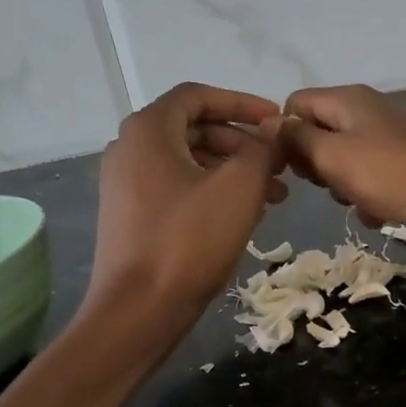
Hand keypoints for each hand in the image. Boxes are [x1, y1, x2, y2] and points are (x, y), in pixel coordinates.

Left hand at [81, 82, 284, 346]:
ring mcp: (126, 185)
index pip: (198, 96)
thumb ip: (262, 150)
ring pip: (188, 162)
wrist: (138, 310)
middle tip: (280, 165)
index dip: (242, 103)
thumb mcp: (238, 189)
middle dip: (242, 143)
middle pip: (194, 129)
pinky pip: (177, 189)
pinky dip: (211, 192)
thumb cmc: (189, 241)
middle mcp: (129, 149)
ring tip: (273, 196)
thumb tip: (276, 129)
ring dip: (232, 171)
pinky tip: (241, 216)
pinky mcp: (131, 216)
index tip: (277, 121)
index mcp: (149, 130)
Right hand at [280, 85, 405, 248]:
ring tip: (357, 203)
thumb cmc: (396, 175)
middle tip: (328, 188)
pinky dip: (371, 197)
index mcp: (346, 100)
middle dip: (317, 166)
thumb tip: (267, 124)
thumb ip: (298, 140)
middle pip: (320, 133)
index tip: (292, 170)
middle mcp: (368, 111)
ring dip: (344, 186)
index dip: (286, 138)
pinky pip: (375, 179)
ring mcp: (392, 137)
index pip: (294, 105)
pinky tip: (380, 215)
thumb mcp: (335, 157)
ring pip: (347, 161)